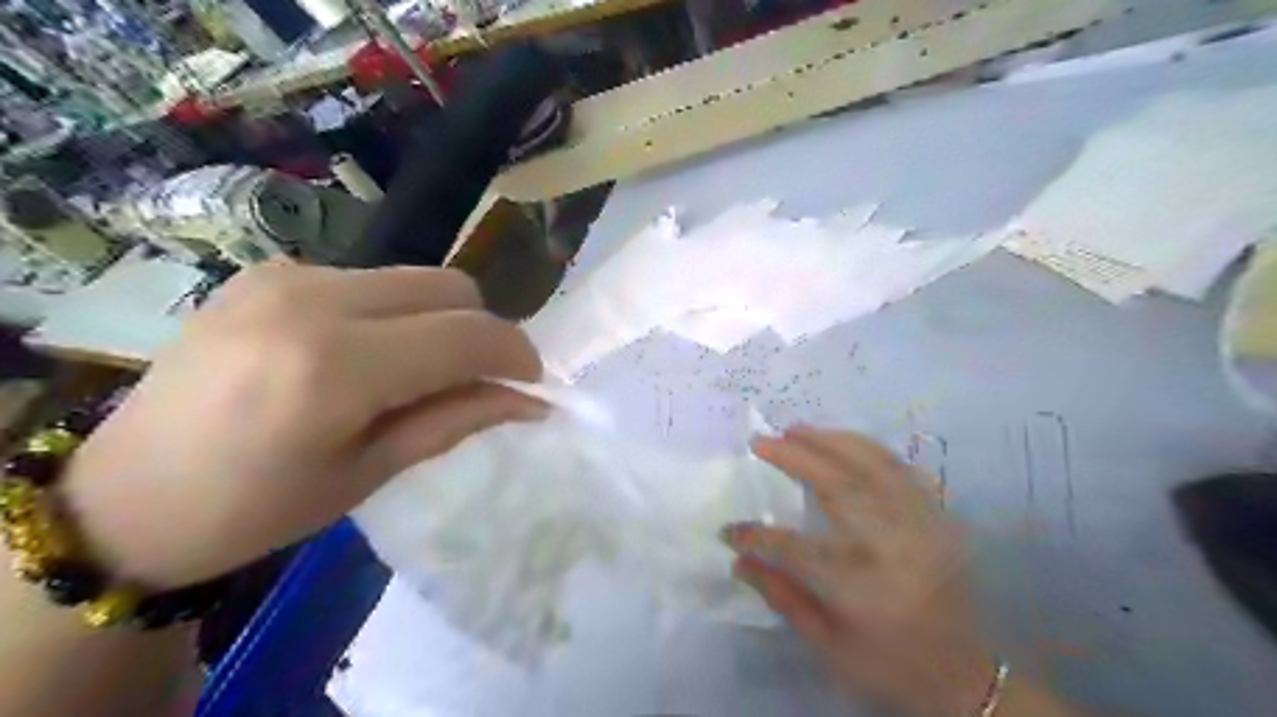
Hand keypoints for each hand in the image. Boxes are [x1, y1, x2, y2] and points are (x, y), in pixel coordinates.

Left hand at [66, 263, 543, 588]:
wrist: (125, 498)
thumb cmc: (257, 508)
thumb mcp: (372, 471)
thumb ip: (459, 419)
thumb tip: (531, 401)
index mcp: (337, 366)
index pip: (467, 333)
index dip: (516, 353)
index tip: (531, 383)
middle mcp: (314, 300)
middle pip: (450, 286)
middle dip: (484, 331)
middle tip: (481, 379)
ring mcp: (287, 276)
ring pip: (416, 278)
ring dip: (442, 321)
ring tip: (423, 371)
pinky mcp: (270, 272)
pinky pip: (371, 280)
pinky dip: (398, 313)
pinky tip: (371, 353)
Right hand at [723, 429, 991, 714]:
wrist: (964, 678)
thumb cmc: (889, 666)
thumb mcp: (828, 647)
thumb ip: (782, 597)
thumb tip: (738, 560)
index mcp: (862, 587)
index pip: (796, 549)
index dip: (758, 536)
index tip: (730, 528)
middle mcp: (893, 547)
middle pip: (839, 486)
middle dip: (796, 458)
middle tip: (763, 440)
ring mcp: (921, 527)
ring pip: (874, 466)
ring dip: (832, 441)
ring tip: (798, 430)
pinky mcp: (938, 520)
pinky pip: (904, 470)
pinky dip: (872, 452)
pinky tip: (848, 444)